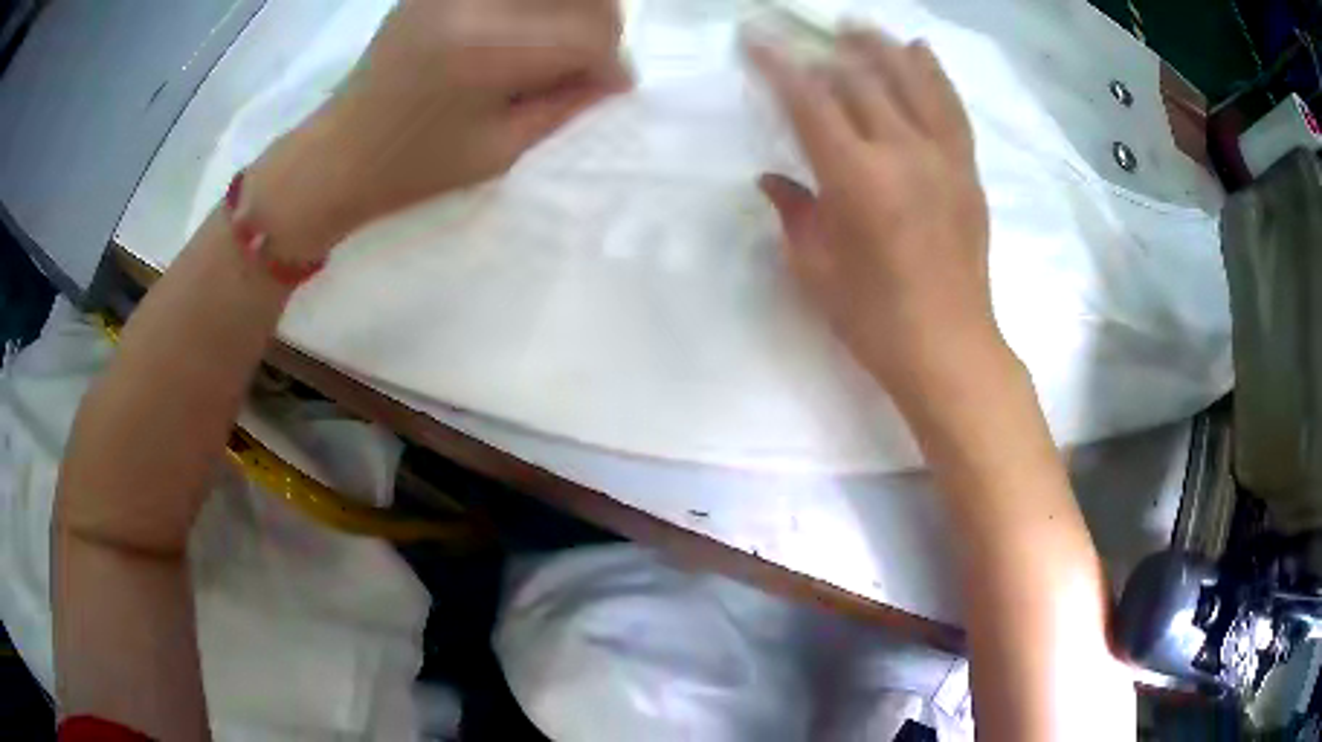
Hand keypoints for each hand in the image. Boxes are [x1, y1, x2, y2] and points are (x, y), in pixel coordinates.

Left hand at [253, 0, 630, 255]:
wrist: (339, 152)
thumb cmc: (414, 167)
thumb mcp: (501, 150)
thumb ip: (567, 103)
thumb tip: (614, 74)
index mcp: (487, 49)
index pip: (592, 33)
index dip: (611, 65)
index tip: (606, 88)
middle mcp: (475, 1)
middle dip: (598, 29)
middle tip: (582, 64)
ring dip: (571, 11)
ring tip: (552, 45)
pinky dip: (533, 8)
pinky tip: (521, 30)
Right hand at [749, 29, 1004, 407]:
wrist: (950, 348)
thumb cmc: (875, 319)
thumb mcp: (816, 269)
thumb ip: (794, 213)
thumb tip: (772, 177)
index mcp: (857, 178)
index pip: (810, 101)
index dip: (779, 65)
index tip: (756, 39)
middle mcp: (902, 153)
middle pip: (861, 80)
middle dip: (826, 49)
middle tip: (804, 32)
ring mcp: (942, 158)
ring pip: (912, 81)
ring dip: (881, 47)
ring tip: (858, 27)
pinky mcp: (967, 171)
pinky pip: (951, 108)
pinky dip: (934, 74)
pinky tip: (920, 52)